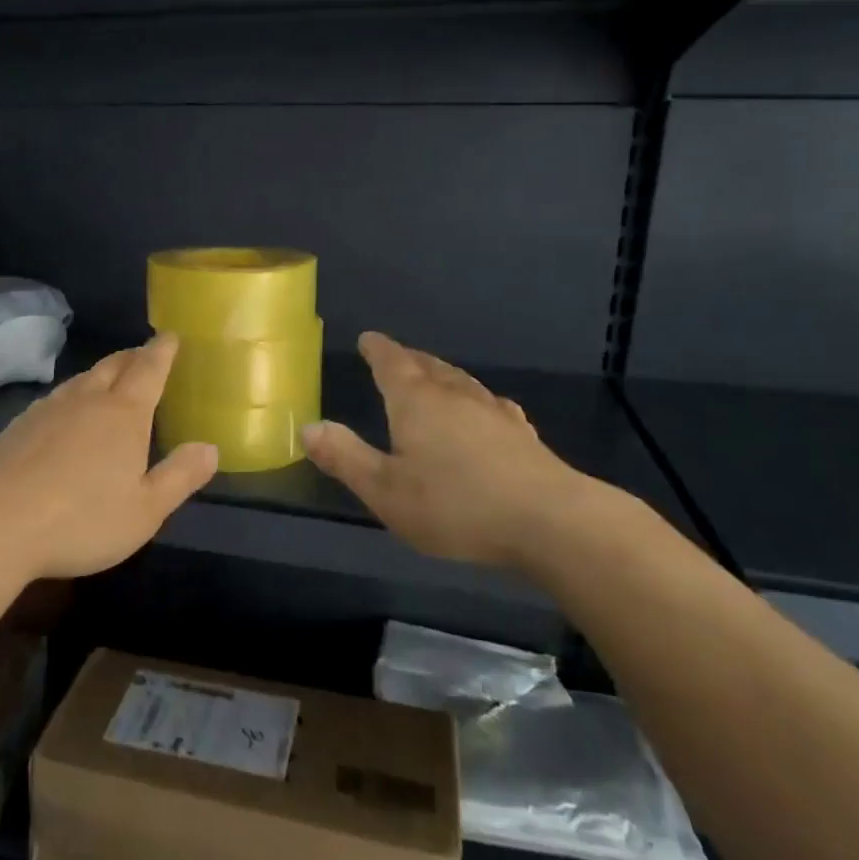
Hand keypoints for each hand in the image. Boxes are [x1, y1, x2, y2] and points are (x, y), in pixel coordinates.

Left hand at [0, 334, 218, 580]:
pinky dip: (70, 398)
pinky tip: (64, 416)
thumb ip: (180, 476)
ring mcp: (46, 410)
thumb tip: (210, 447)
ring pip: (80, 380)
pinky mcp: (16, 426)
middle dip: (132, 357)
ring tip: (108, 380)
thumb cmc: (82, 520)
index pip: (149, 369)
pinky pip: (53, 400)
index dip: (162, 351)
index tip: (170, 336)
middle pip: (113, 366)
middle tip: (144, 355)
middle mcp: (86, 400)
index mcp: (124, 414)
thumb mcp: (145, 510)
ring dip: (99, 375)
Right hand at [301, 331, 624, 575]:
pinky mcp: (522, 435)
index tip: (368, 338)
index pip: (392, 364)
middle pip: (428, 367)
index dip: (377, 350)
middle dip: (408, 359)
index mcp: (417, 403)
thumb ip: (345, 457)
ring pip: (461, 381)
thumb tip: (308, 427)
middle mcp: (455, 396)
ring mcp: (493, 413)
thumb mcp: (386, 490)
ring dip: (442, 374)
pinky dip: (476, 400)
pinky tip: (486, 409)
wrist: (550, 521)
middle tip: (395, 355)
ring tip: (433, 374)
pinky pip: (491, 404)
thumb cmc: (456, 505)